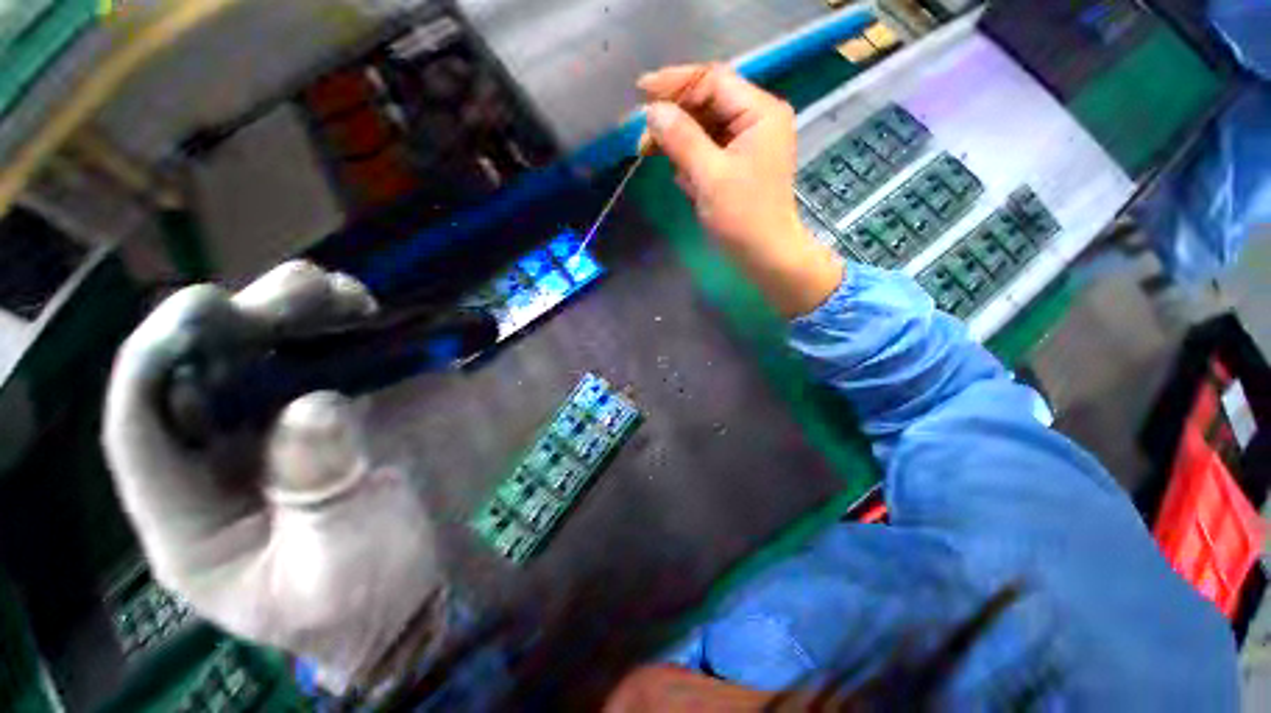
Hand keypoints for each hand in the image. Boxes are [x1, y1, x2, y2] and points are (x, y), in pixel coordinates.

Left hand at [103, 261, 444, 694]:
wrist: (404, 593)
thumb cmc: (358, 598)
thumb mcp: (334, 562)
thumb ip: (319, 490)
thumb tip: (316, 406)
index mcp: (188, 519)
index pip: (141, 432)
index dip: (157, 363)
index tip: (203, 307)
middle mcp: (214, 466)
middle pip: (202, 378)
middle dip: (240, 322)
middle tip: (297, 289)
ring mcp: (271, 440)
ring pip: (259, 362)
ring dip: (293, 318)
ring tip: (335, 291)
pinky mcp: (321, 426)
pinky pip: (316, 369)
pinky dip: (335, 337)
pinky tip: (359, 317)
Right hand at [638, 64, 843, 317]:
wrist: (766, 257)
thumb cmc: (743, 218)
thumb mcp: (709, 177)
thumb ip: (682, 139)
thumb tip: (653, 111)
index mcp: (760, 112)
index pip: (713, 81)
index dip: (675, 84)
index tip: (641, 93)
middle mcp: (757, 119)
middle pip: (708, 102)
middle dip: (675, 118)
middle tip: (644, 139)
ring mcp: (749, 143)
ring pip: (705, 127)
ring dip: (680, 142)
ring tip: (655, 157)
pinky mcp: (739, 164)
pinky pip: (709, 150)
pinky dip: (692, 160)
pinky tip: (682, 177)